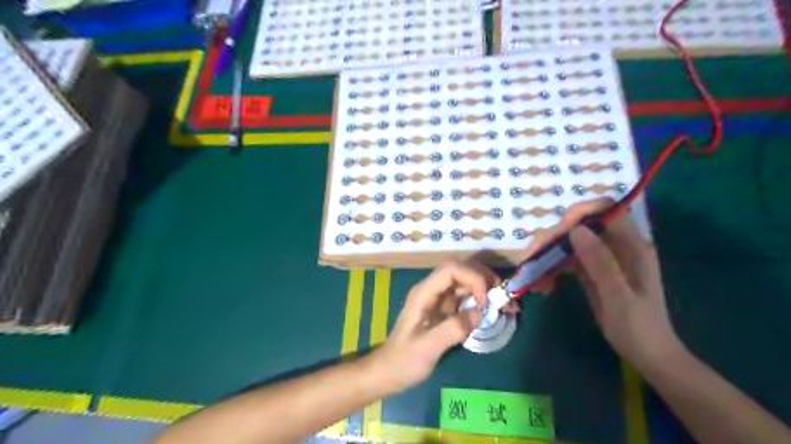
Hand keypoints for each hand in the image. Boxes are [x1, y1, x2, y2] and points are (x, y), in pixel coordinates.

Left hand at [371, 260, 499, 390]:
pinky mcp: (445, 309)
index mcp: (424, 293)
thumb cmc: (405, 360)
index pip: (451, 269)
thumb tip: (480, 314)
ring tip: (505, 304)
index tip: (486, 302)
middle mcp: (432, 290)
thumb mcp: (427, 348)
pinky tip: (493, 311)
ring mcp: (439, 298)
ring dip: (486, 288)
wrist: (389, 371)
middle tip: (503, 297)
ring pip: (466, 281)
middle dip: (484, 279)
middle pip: (461, 270)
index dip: (473, 278)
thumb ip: (453, 329)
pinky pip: (466, 296)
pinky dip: (482, 299)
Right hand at [524, 199, 685, 372]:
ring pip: (571, 243)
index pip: (607, 211)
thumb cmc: (638, 328)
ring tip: (534, 275)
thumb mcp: (618, 297)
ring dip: (549, 255)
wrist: (647, 355)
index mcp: (632, 246)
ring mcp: (603, 258)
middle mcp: (617, 246)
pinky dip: (553, 269)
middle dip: (555, 238)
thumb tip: (576, 230)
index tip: (558, 230)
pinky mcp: (593, 270)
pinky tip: (544, 285)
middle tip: (533, 256)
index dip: (581, 213)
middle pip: (582, 226)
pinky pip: (568, 260)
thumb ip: (600, 262)